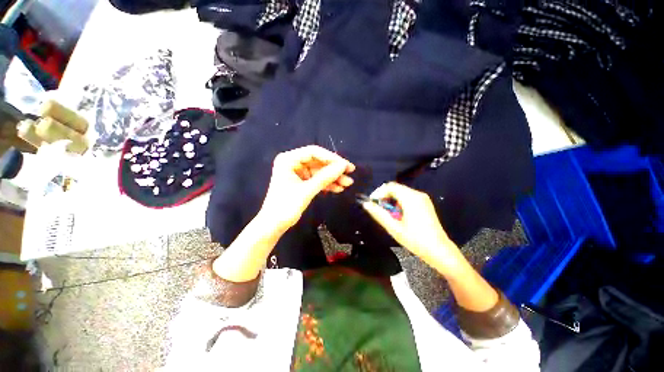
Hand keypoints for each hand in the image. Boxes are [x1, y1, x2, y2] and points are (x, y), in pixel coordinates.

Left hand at [259, 145, 355, 231]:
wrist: (274, 225)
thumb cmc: (286, 206)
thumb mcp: (307, 191)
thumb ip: (325, 177)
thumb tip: (343, 166)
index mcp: (288, 159)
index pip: (313, 152)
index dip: (331, 158)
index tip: (345, 166)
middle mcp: (293, 162)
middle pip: (318, 161)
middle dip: (334, 169)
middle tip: (350, 173)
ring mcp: (298, 172)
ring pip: (319, 171)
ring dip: (333, 177)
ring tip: (347, 183)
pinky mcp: (302, 182)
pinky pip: (317, 179)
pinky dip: (327, 183)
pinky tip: (338, 188)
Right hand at [361, 182, 465, 275]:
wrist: (439, 251)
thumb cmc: (416, 240)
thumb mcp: (394, 228)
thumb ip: (378, 214)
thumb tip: (366, 204)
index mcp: (411, 198)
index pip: (390, 186)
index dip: (378, 193)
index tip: (372, 204)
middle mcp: (418, 194)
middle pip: (395, 188)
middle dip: (384, 197)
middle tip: (379, 210)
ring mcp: (423, 198)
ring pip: (401, 193)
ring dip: (391, 200)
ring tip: (388, 215)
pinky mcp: (425, 203)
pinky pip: (407, 197)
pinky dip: (399, 203)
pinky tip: (398, 215)